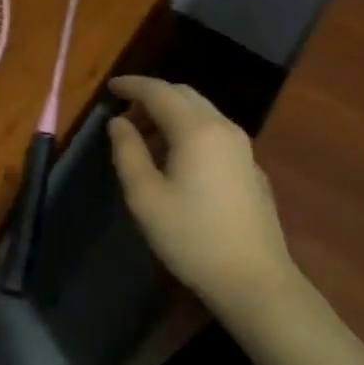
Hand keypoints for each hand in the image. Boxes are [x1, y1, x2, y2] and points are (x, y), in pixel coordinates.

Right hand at [106, 77, 301, 316]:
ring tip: (145, 140)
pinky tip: (177, 161)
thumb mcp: (145, 197)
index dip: (132, 85)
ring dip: (171, 115)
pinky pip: (214, 133)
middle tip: (125, 116)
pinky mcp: (250, 168)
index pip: (159, 91)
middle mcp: (223, 128)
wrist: (254, 279)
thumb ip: (128, 152)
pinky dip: (189, 131)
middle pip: (184, 95)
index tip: (110, 87)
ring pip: (202, 113)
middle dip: (152, 97)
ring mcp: (242, 148)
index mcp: (196, 129)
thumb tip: (118, 123)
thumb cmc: (191, 237)